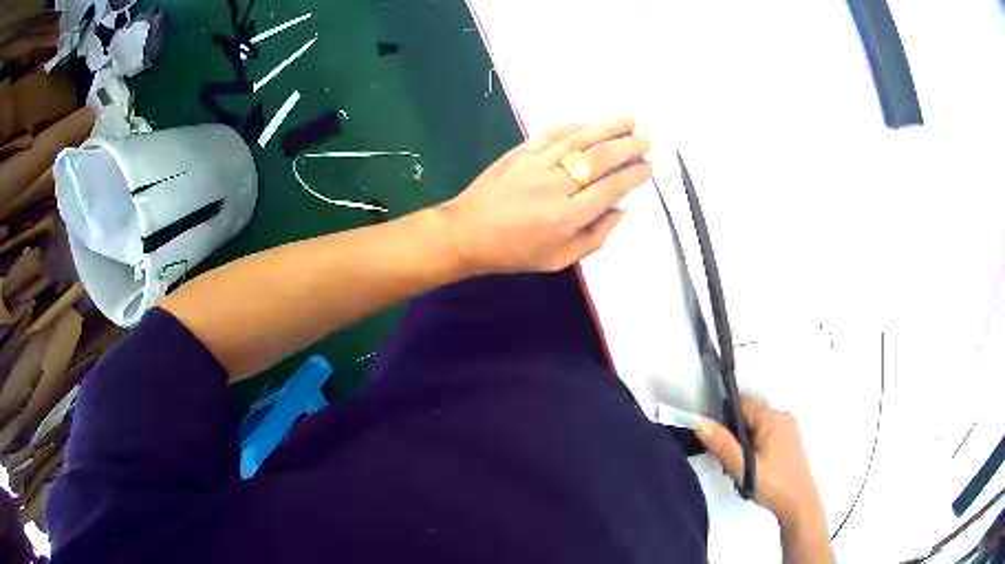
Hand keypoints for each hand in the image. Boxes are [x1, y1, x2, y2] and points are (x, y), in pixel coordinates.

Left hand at [438, 119, 652, 275]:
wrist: (467, 233)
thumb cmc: (515, 252)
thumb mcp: (559, 260)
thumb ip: (595, 237)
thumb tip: (622, 211)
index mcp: (567, 217)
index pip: (611, 188)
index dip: (634, 175)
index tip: (649, 167)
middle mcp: (556, 186)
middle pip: (600, 159)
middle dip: (628, 146)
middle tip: (646, 140)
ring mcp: (537, 164)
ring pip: (580, 140)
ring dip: (608, 128)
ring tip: (630, 120)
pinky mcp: (521, 151)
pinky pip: (554, 133)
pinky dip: (577, 126)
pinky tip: (592, 124)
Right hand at [695, 399, 824, 525]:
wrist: (798, 504)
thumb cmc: (772, 483)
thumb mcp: (743, 467)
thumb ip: (722, 445)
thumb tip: (701, 423)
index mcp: (772, 418)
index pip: (742, 405)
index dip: (725, 420)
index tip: (717, 443)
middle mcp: (782, 417)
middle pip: (749, 417)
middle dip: (735, 436)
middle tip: (728, 462)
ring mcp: (789, 429)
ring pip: (757, 429)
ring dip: (744, 445)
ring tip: (740, 469)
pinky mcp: (790, 442)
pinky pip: (766, 436)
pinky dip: (755, 448)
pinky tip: (753, 469)